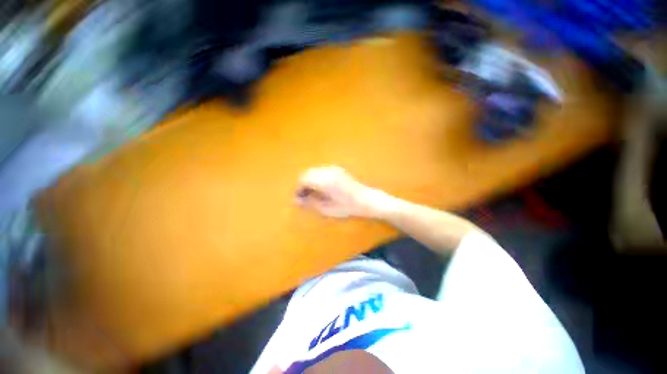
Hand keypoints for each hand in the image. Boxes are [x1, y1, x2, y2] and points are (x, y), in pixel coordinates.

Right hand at [295, 166, 381, 217]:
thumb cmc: (347, 207)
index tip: (298, 199)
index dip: (298, 189)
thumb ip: (310, 203)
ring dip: (310, 181)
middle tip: (304, 197)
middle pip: (307, 173)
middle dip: (303, 184)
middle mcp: (327, 171)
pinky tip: (322, 188)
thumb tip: (297, 201)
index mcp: (324, 181)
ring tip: (312, 194)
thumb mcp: (327, 209)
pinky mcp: (338, 169)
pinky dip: (317, 178)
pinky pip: (322, 171)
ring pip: (314, 171)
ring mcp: (333, 169)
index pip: (303, 180)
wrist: (366, 199)